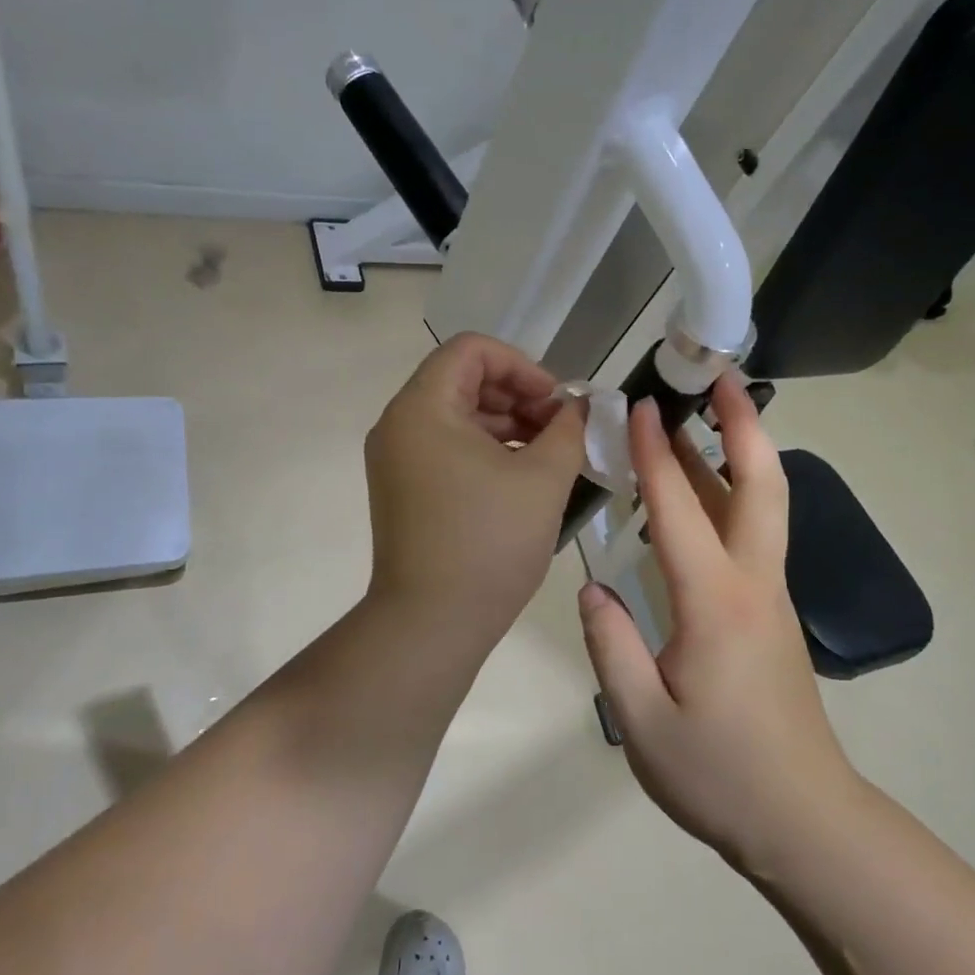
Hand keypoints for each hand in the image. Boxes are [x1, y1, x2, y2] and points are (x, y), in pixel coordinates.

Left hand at [365, 332, 586, 642]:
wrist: (431, 625)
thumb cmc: (488, 543)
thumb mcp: (543, 479)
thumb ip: (569, 429)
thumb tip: (579, 409)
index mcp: (423, 408)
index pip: (472, 350)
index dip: (522, 365)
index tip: (557, 403)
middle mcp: (399, 424)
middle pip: (463, 380)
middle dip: (519, 396)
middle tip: (561, 429)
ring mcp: (396, 460)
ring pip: (457, 416)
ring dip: (506, 424)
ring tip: (550, 455)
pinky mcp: (403, 489)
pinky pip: (447, 448)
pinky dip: (485, 451)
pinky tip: (522, 478)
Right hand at [578, 374, 855, 871]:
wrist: (804, 821)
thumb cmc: (719, 774)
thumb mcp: (643, 719)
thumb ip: (612, 645)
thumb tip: (592, 588)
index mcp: (717, 602)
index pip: (681, 509)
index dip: (656, 454)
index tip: (638, 405)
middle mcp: (754, 583)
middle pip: (760, 484)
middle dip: (742, 425)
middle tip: (721, 378)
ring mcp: (771, 596)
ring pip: (761, 505)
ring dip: (736, 453)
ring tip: (698, 418)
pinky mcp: (771, 613)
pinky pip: (751, 534)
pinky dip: (729, 494)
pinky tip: (698, 494)